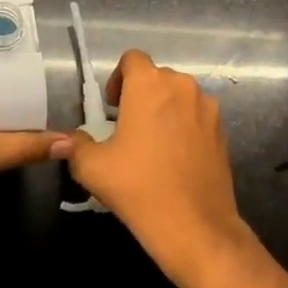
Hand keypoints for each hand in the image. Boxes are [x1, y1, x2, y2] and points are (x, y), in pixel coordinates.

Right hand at [66, 50, 254, 287]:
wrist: (197, 229)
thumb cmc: (140, 188)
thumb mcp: (93, 168)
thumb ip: (75, 145)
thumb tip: (64, 140)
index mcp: (149, 84)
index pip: (132, 59)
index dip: (118, 78)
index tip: (112, 109)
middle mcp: (182, 86)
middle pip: (156, 77)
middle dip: (141, 95)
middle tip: (128, 128)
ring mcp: (207, 108)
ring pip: (179, 96)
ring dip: (164, 110)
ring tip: (153, 145)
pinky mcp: (222, 131)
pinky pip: (197, 116)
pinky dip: (185, 127)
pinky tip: (176, 159)